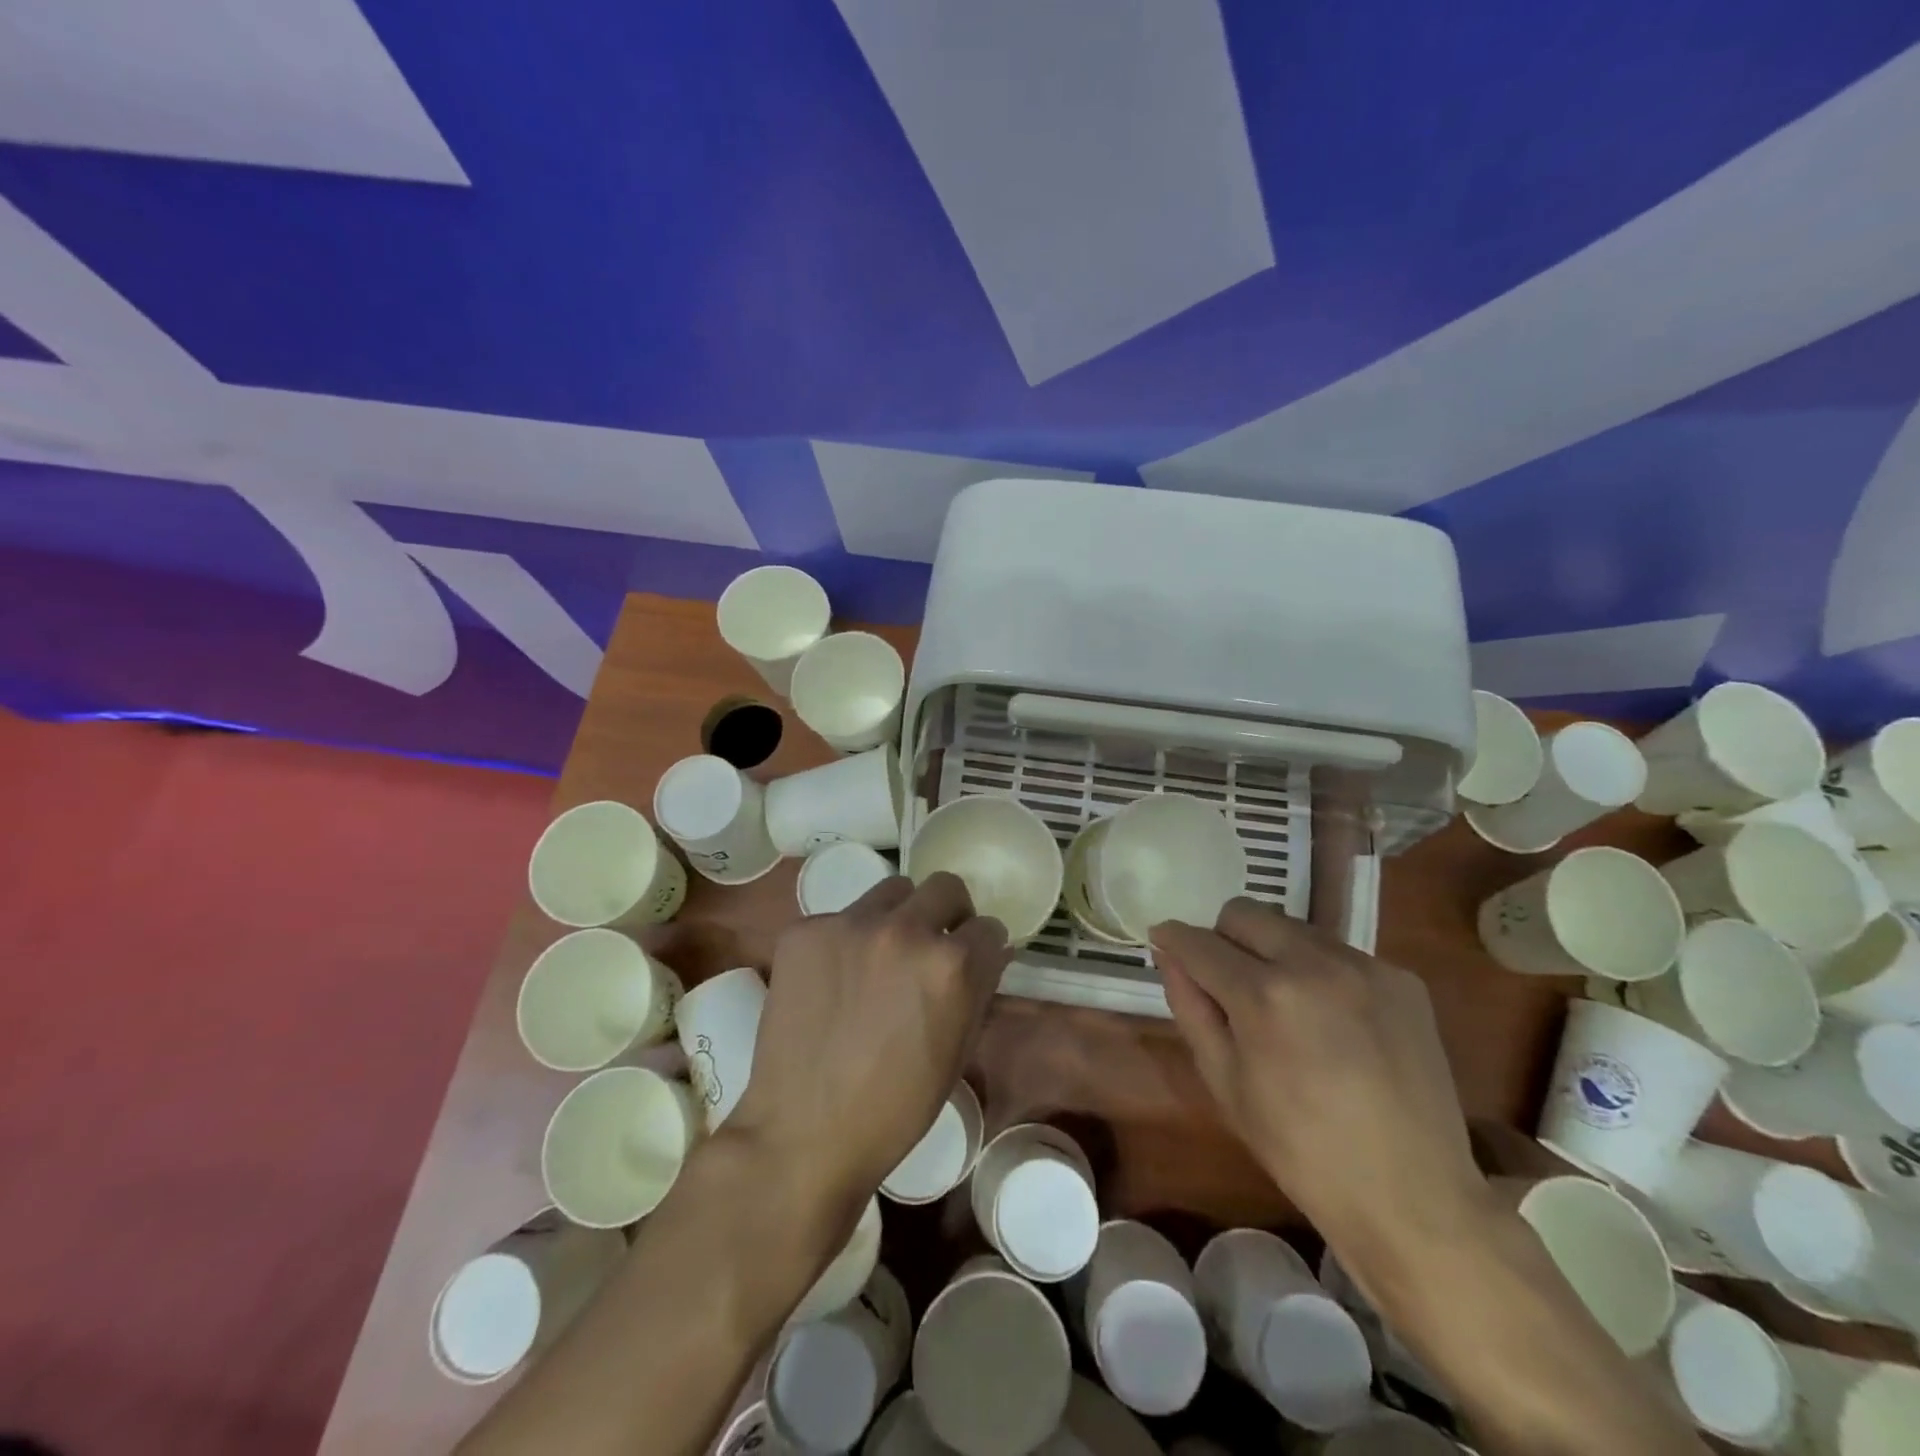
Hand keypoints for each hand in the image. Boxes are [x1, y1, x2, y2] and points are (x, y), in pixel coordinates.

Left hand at [729, 873, 1010, 1205]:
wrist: (803, 1133)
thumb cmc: (894, 1108)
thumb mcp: (957, 1052)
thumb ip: (977, 990)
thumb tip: (988, 952)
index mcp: (951, 964)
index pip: (988, 927)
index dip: (984, 946)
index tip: (973, 960)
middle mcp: (903, 930)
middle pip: (945, 886)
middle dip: (950, 913)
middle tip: (933, 946)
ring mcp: (848, 925)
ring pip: (891, 892)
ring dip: (898, 916)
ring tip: (880, 958)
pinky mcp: (804, 931)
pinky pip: (839, 918)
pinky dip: (846, 940)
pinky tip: (833, 980)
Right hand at [1152, 899, 1490, 1259]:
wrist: (1414, 1197)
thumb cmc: (1301, 1150)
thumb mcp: (1225, 1084)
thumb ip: (1191, 1008)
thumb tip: (1170, 956)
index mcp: (1264, 996)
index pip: (1199, 942)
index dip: (1173, 939)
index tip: (1162, 941)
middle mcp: (1314, 964)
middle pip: (1245, 912)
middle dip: (1221, 937)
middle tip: (1225, 980)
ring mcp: (1365, 967)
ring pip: (1292, 927)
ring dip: (1271, 951)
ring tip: (1283, 1004)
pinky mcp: (1402, 978)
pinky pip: (1339, 952)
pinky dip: (1318, 972)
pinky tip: (1331, 1020)